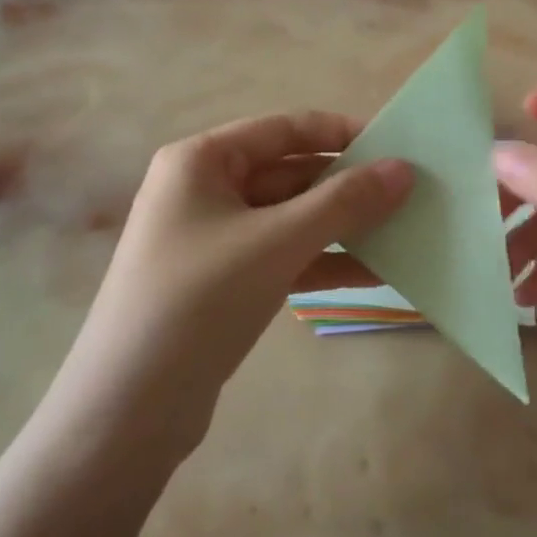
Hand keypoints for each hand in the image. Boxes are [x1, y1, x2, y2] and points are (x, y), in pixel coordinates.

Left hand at [59, 112, 411, 451]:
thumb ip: (344, 202)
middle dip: (345, 186)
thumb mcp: (278, 242)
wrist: (129, 408)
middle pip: (288, 173)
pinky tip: (371, 275)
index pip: (283, 129)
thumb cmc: (200, 299)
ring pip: (288, 218)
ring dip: (339, 227)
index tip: (394, 146)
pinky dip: (320, 262)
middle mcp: (203, 190)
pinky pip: (280, 256)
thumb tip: (403, 169)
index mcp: (201, 160)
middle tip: (408, 195)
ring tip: (401, 233)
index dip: (339, 133)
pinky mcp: (221, 282)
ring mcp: (211, 239)